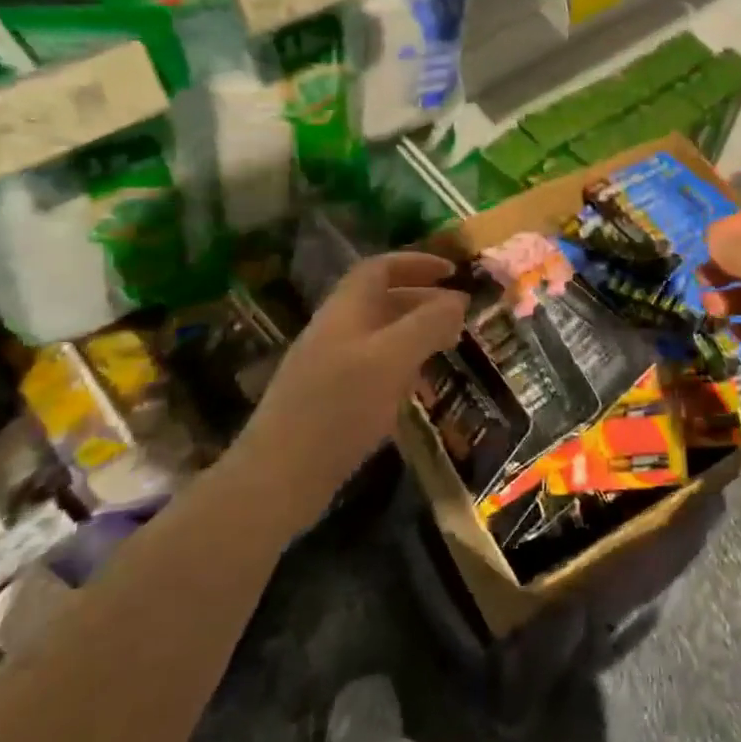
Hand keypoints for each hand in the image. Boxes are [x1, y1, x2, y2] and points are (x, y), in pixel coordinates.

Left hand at [241, 252, 468, 494]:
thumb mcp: (392, 359)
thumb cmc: (339, 408)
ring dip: (415, 334)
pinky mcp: (330, 401)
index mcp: (345, 311)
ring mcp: (329, 367)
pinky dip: (402, 366)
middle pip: (381, 300)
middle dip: (424, 300)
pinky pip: (373, 368)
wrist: (279, 478)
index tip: (453, 272)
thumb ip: (428, 324)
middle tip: (461, 315)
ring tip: (449, 347)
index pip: (380, 268)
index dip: (416, 263)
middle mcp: (335, 331)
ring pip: (379, 336)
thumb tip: (459, 299)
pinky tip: (418, 389)